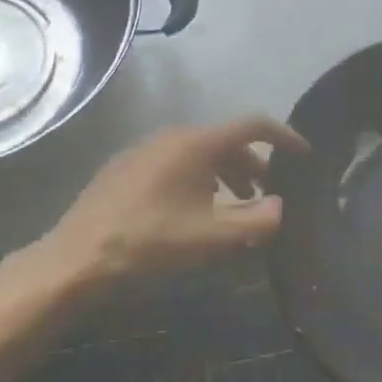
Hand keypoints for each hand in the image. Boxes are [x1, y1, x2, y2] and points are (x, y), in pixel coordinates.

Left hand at [38, 116, 309, 282]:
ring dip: (224, 174)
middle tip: (265, 197)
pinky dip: (198, 178)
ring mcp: (146, 148)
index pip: (253, 125)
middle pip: (225, 141)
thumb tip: (280, 207)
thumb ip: (255, 222)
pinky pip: (176, 162)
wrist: (78, 256)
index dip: (283, 136)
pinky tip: (192, 210)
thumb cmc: (151, 242)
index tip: (303, 155)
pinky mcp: (126, 166)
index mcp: (197, 143)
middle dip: (252, 165)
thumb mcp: (211, 238)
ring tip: (231, 208)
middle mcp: (173, 136)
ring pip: (199, 153)